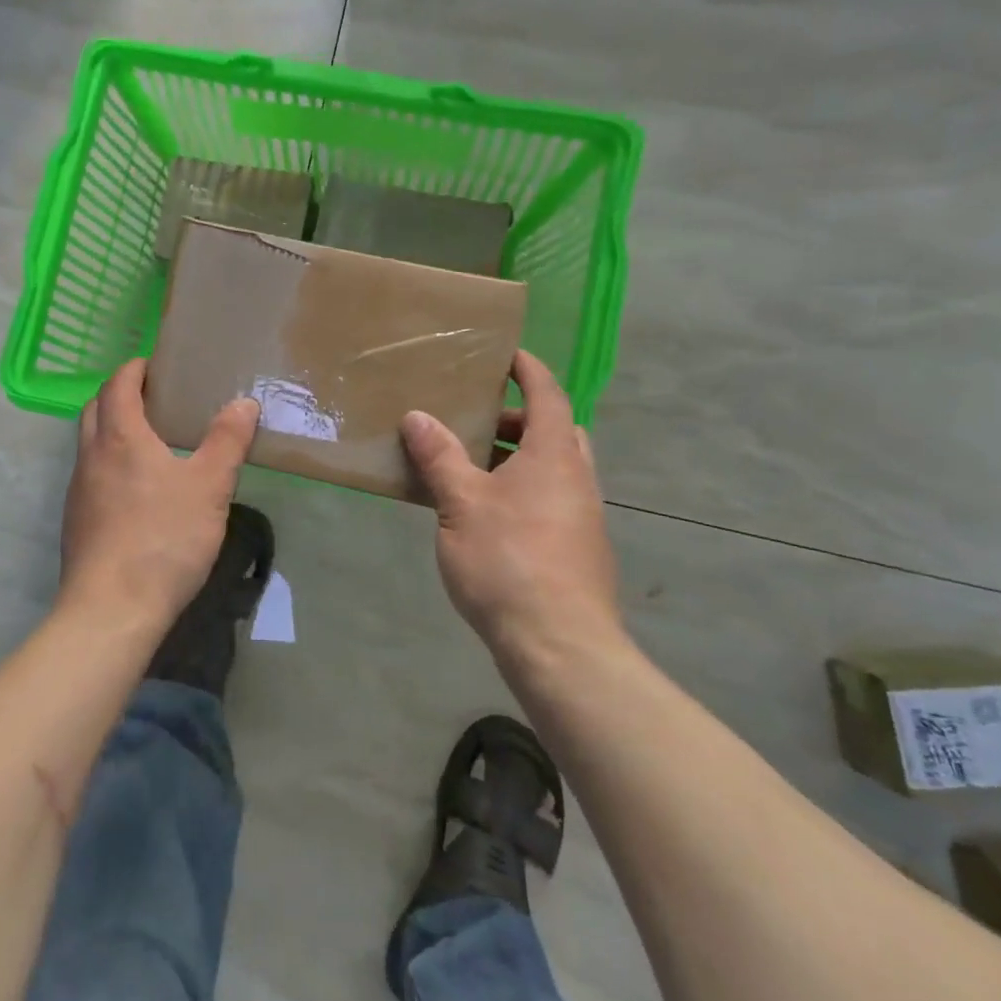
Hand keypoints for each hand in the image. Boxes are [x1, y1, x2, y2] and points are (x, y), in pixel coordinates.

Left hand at [59, 358, 260, 631]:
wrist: (112, 610)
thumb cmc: (164, 538)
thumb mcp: (209, 487)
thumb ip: (227, 441)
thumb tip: (243, 403)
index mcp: (120, 437)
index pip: (118, 385)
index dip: (134, 369)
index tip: (154, 365)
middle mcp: (91, 457)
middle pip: (95, 409)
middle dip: (118, 394)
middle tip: (153, 398)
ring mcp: (78, 492)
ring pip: (90, 444)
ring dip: (112, 431)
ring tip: (150, 442)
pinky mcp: (77, 523)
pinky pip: (91, 477)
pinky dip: (110, 465)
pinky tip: (138, 491)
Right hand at [400, 350, 622, 665]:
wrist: (560, 646)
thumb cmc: (508, 561)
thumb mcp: (461, 503)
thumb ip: (440, 457)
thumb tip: (418, 416)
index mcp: (554, 456)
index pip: (548, 395)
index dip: (529, 370)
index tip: (507, 354)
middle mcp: (577, 479)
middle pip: (556, 431)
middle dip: (519, 419)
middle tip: (478, 421)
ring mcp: (582, 517)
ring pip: (553, 469)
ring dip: (518, 459)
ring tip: (471, 468)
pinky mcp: (578, 550)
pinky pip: (550, 500)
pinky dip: (522, 491)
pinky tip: (486, 516)